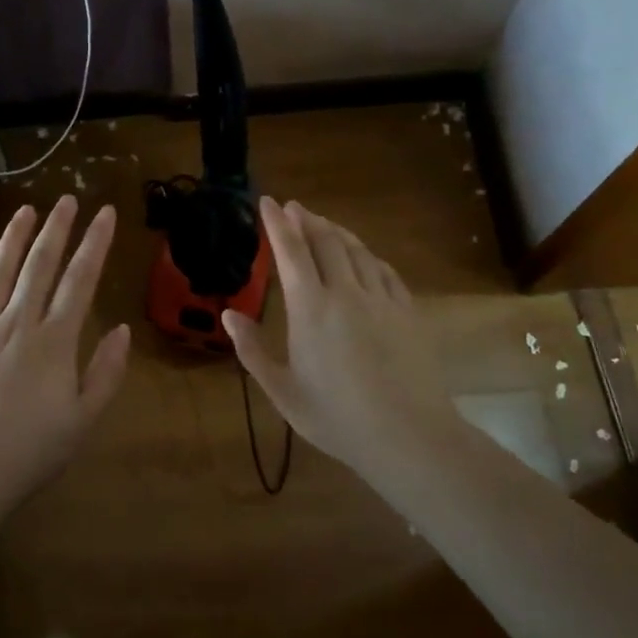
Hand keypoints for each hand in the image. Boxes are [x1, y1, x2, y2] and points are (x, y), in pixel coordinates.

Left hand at [0, 197, 130, 513]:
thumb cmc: (29, 453)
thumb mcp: (83, 421)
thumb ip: (106, 373)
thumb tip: (123, 329)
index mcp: (53, 341)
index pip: (80, 280)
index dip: (94, 244)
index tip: (104, 214)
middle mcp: (16, 323)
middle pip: (39, 265)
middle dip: (56, 229)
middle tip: (67, 199)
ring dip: (13, 238)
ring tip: (26, 211)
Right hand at [223, 198, 457, 477]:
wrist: (409, 436)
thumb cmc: (337, 418)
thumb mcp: (283, 391)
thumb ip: (253, 350)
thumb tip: (228, 315)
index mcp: (310, 309)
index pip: (290, 251)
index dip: (277, 223)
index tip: (267, 202)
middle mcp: (346, 293)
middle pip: (326, 241)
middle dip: (306, 220)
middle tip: (293, 208)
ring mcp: (381, 299)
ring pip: (357, 250)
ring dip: (336, 231)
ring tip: (322, 224)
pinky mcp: (407, 311)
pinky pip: (384, 270)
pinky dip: (366, 255)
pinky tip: (363, 257)